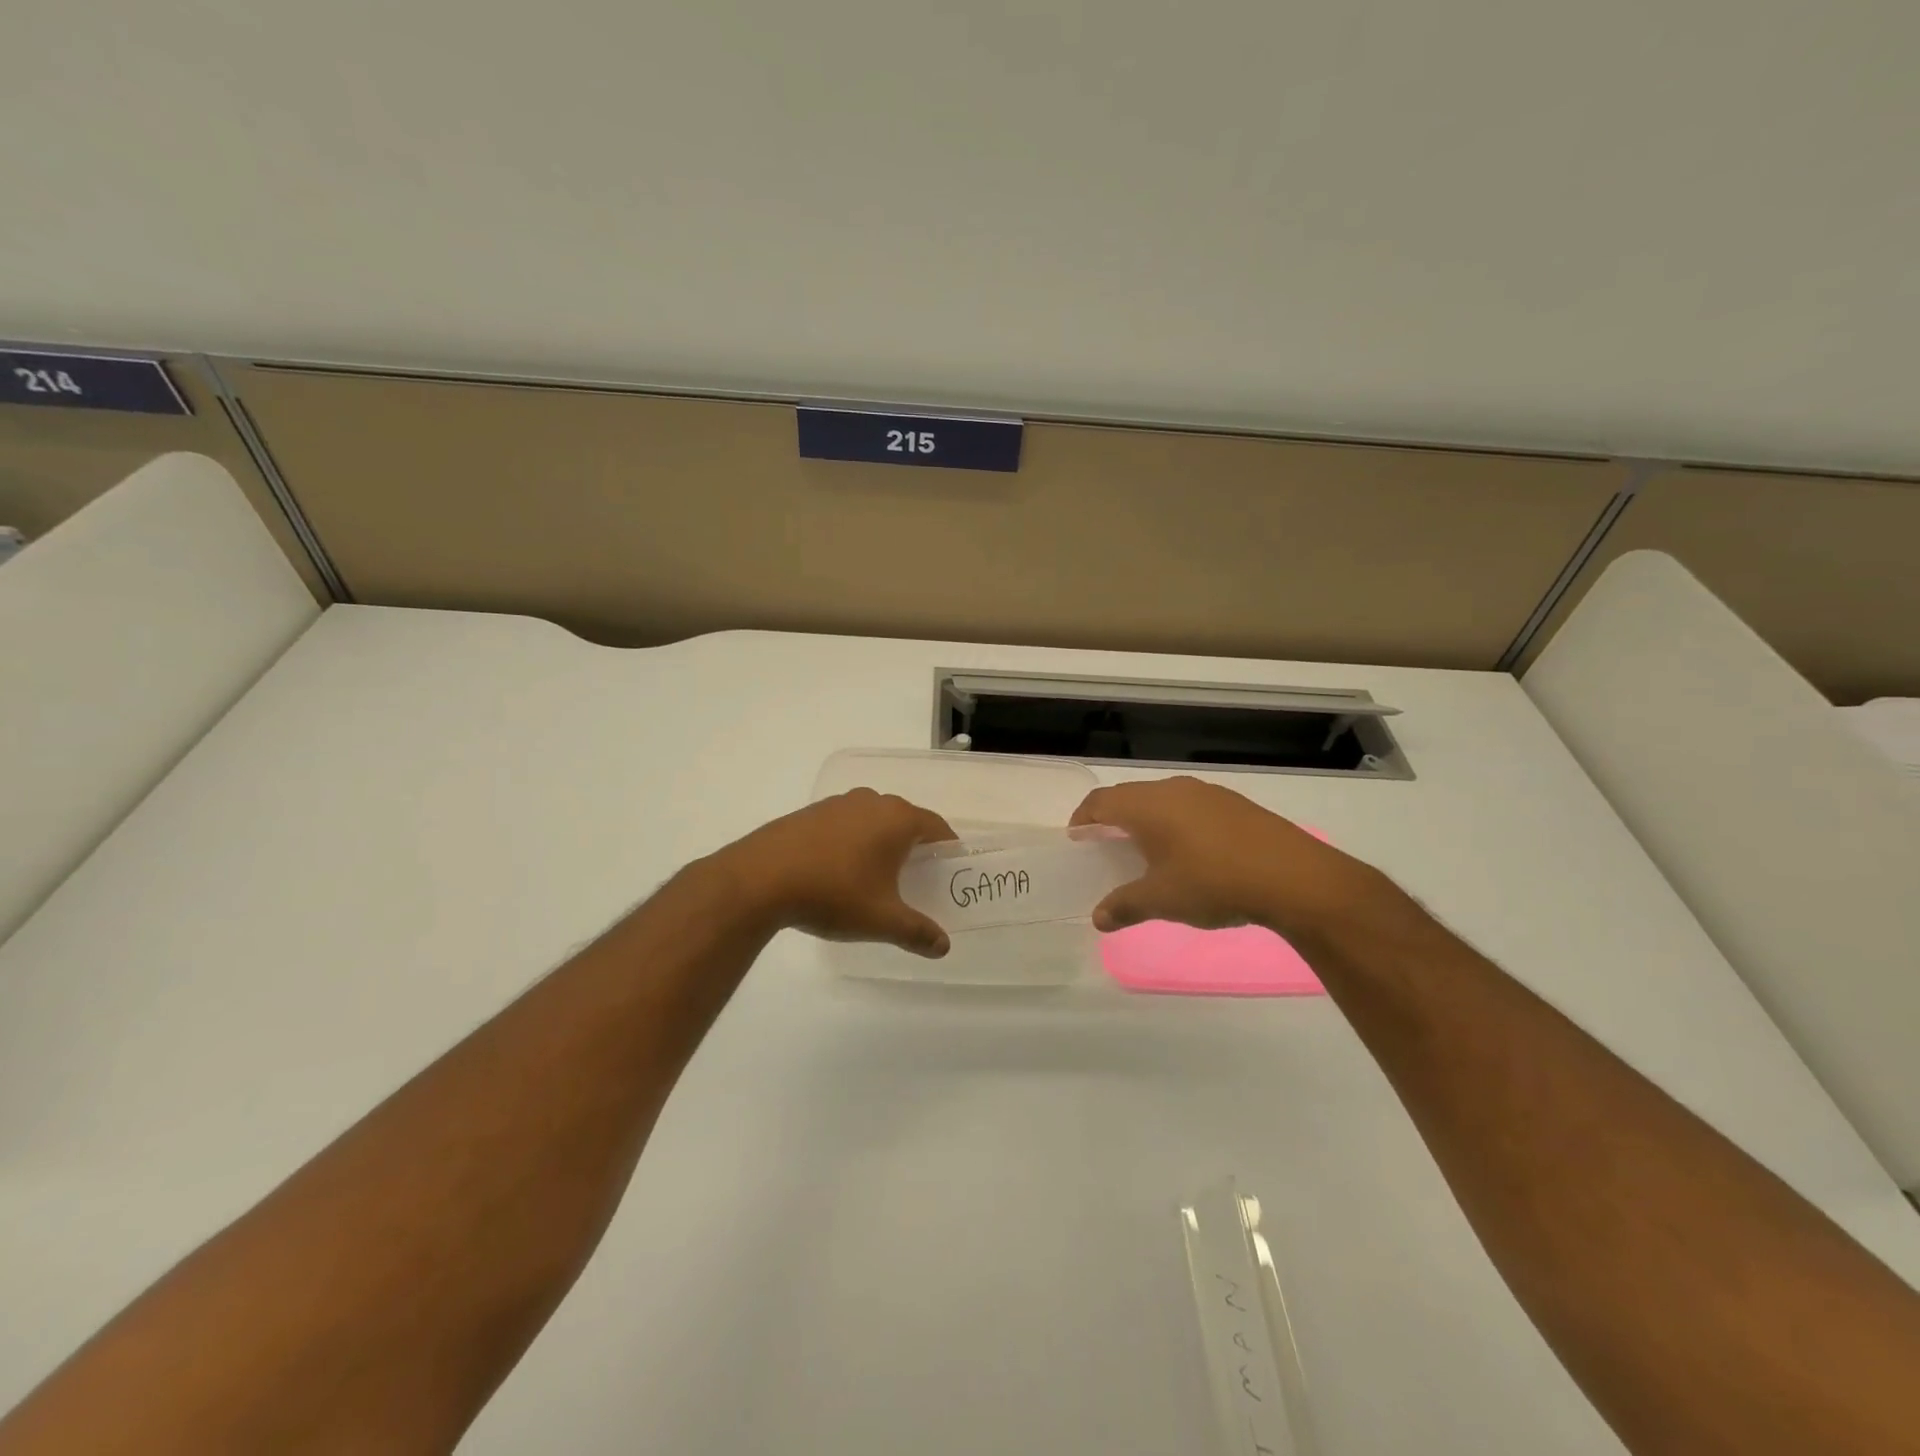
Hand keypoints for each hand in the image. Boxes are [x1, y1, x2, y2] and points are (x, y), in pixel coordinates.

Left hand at [716, 789, 956, 957]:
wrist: (759, 879)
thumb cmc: (833, 894)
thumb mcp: (881, 920)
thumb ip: (917, 932)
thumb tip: (944, 946)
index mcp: (897, 819)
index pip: (937, 827)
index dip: (948, 848)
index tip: (949, 870)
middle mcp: (871, 802)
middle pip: (905, 820)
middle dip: (914, 846)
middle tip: (917, 878)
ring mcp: (837, 804)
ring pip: (872, 819)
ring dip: (880, 841)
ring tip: (876, 875)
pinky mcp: (809, 813)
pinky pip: (844, 823)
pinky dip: (851, 841)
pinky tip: (838, 870)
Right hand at [1069, 776, 1390, 939]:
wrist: (1294, 877)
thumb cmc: (1214, 882)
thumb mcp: (1162, 899)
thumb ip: (1125, 906)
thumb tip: (1098, 918)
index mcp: (1147, 805)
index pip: (1101, 802)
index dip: (1083, 818)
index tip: (1076, 837)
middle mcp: (1173, 790)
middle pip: (1129, 796)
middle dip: (1112, 818)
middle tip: (1105, 845)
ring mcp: (1207, 794)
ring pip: (1162, 800)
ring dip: (1146, 820)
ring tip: (1145, 850)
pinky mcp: (1235, 805)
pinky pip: (1190, 807)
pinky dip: (1176, 823)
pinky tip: (1189, 852)